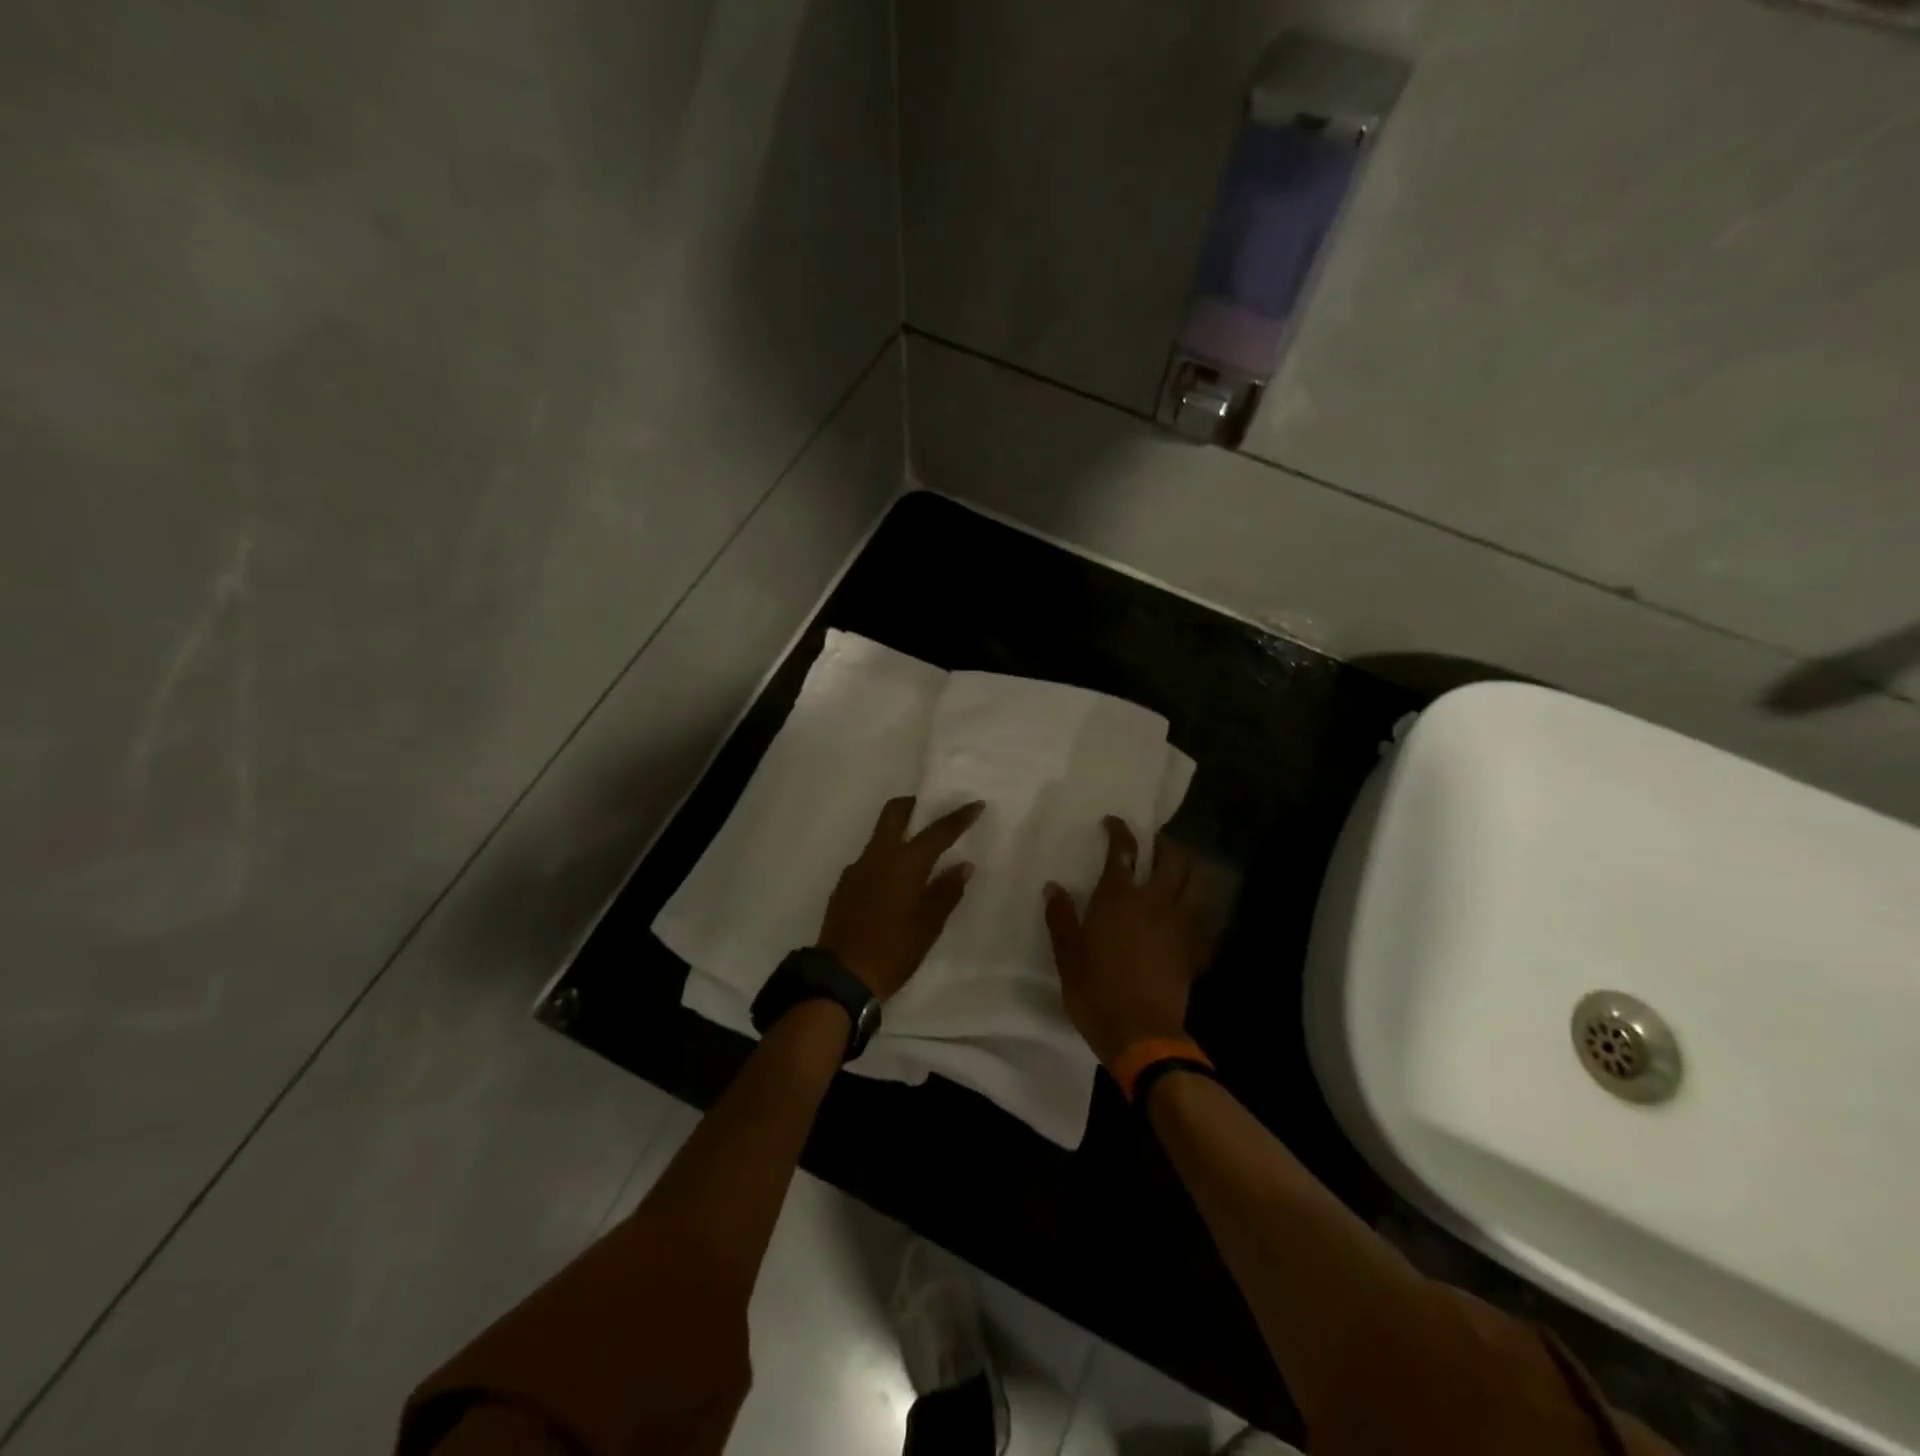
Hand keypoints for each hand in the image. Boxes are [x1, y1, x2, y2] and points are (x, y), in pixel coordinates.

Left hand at [818, 797, 983, 1001]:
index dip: (958, 817)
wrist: (841, 976)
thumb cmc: (893, 951)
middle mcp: (878, 856)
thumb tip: (962, 865)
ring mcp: (856, 869)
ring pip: (879, 835)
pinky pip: (869, 859)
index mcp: (904, 863)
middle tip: (932, 811)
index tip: (975, 804)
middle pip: (894, 813)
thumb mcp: (928, 925)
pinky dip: (886, 859)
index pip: (937, 832)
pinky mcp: (844, 885)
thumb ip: (946, 891)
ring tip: (918, 853)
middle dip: (914, 805)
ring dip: (899, 833)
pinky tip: (895, 883)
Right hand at [1044, 817, 1206, 1066]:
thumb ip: (1060, 917)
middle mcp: (1153, 901)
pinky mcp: (1194, 947)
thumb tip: (1053, 886)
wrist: (1141, 1032)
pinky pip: (1201, 914)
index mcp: (1118, 898)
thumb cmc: (1095, 990)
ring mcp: (1179, 924)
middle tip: (1154, 843)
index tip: (1113, 822)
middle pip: (1170, 858)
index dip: (1119, 831)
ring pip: (1194, 881)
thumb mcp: (1067, 955)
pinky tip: (1187, 908)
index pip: (1123, 851)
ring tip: (1176, 868)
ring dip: (1187, 867)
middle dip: (1164, 844)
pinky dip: (1195, 902)